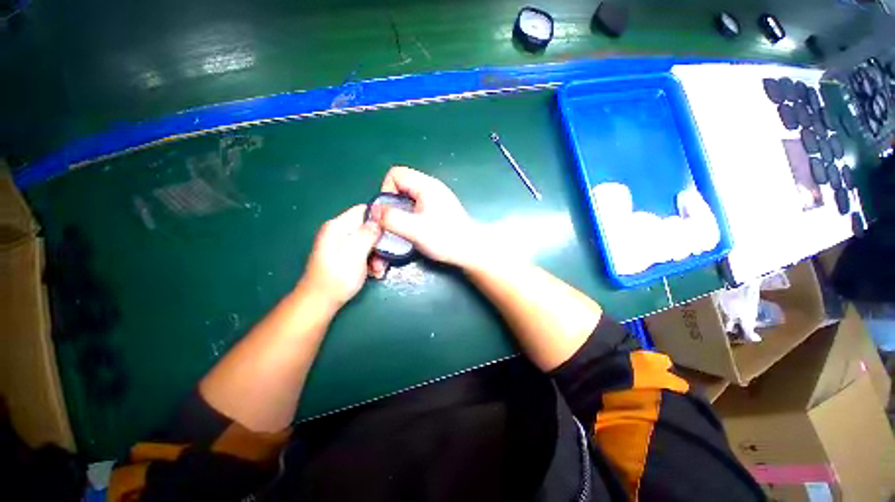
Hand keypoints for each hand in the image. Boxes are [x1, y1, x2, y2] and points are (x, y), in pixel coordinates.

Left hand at [298, 205, 381, 309]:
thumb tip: (379, 217)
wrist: (319, 303)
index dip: (380, 217)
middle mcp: (339, 232)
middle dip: (381, 243)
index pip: (363, 210)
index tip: (394, 229)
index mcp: (337, 227)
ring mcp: (342, 244)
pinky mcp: (345, 255)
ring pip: (369, 242)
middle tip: (386, 257)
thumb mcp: (355, 255)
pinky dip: (371, 262)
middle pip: (368, 228)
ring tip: (379, 270)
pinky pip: (364, 252)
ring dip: (378, 255)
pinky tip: (375, 273)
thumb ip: (367, 234)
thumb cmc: (336, 279)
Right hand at [369, 166, 478, 270]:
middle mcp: (431, 187)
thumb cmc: (446, 239)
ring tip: (402, 226)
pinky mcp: (438, 207)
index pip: (395, 174)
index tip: (388, 211)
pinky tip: (413, 228)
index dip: (386, 190)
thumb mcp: (416, 230)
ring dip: (400, 209)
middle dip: (392, 202)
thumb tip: (372, 210)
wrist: (471, 250)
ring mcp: (436, 197)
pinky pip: (416, 204)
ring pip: (408, 195)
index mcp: (426, 186)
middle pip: (401, 184)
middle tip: (393, 221)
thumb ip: (392, 219)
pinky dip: (409, 213)